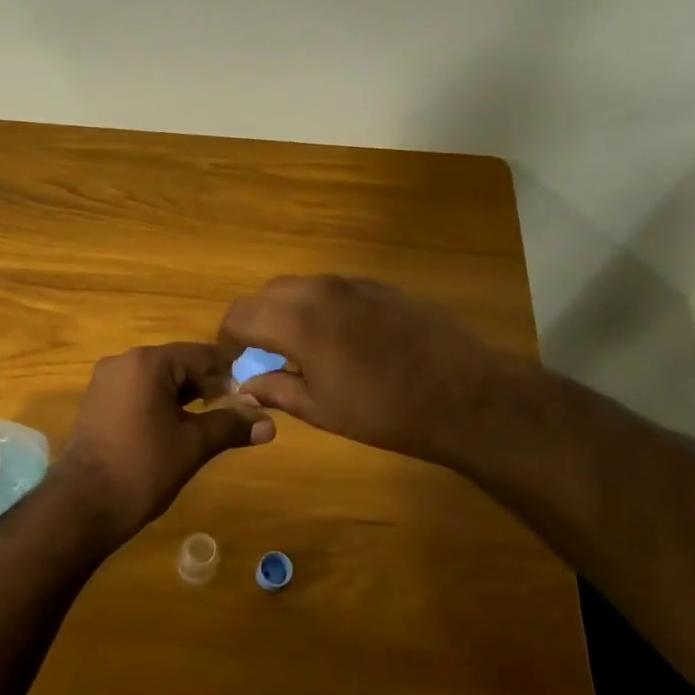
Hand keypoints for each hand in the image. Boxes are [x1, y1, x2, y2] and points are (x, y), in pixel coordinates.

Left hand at [53, 343, 274, 544]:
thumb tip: (271, 424)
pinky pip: (138, 393)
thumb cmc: (143, 467)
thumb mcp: (193, 445)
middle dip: (209, 384)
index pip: (200, 355)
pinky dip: (161, 403)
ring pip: (157, 379)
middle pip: (177, 364)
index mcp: (147, 363)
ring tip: (216, 416)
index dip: (231, 370)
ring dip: (186, 395)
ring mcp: (105, 382)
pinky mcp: (97, 403)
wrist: (84, 504)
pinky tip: (179, 425)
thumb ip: (231, 426)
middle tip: (241, 405)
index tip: (258, 385)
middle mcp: (123, 362)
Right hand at [219, 275, 500, 467]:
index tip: (238, 363)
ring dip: (288, 311)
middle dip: (257, 322)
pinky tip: (342, 339)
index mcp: (296, 321)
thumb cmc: (384, 411)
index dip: (230, 340)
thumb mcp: (321, 409)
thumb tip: (244, 386)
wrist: (463, 395)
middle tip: (268, 356)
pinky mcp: (380, 286)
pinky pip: (333, 289)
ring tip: (303, 348)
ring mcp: (352, 284)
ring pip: (300, 287)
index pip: (239, 315)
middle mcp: (318, 291)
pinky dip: (320, 307)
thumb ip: (275, 390)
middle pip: (266, 295)